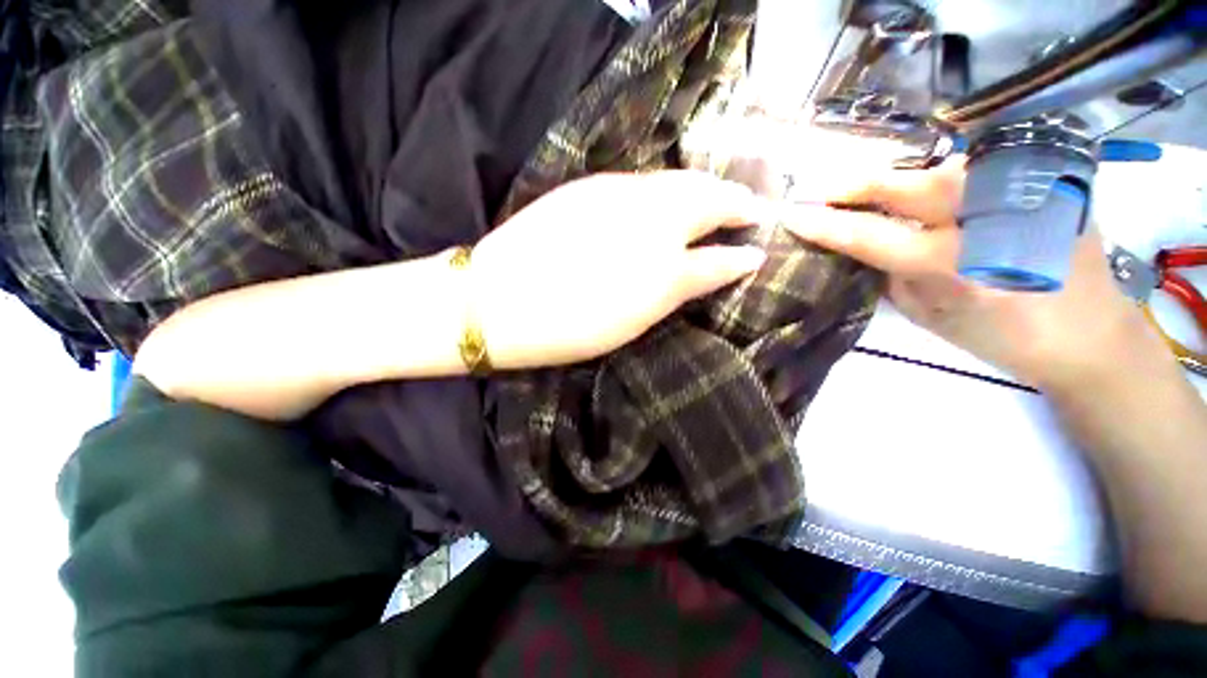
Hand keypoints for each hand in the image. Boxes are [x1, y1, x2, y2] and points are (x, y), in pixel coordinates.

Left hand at [472, 171, 766, 367]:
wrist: (496, 301)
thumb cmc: (567, 327)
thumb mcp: (633, 322)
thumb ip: (678, 290)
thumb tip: (714, 269)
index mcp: (664, 271)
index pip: (719, 258)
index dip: (742, 255)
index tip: (759, 250)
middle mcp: (651, 221)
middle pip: (707, 199)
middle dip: (735, 200)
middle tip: (750, 207)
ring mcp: (620, 195)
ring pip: (678, 180)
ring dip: (705, 187)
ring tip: (720, 196)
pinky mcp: (591, 184)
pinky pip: (645, 179)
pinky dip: (669, 184)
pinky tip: (671, 195)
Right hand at [782, 160, 1158, 391]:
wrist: (1089, 335)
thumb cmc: (1001, 338)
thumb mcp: (929, 316)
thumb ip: (894, 274)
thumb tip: (866, 246)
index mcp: (954, 266)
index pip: (870, 236)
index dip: (826, 224)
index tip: (793, 214)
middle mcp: (989, 221)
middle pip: (910, 185)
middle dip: (861, 185)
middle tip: (828, 191)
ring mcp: (1022, 196)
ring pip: (943, 170)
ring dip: (902, 180)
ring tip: (875, 193)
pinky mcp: (1046, 186)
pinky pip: (979, 173)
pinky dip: (944, 180)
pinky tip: (934, 193)